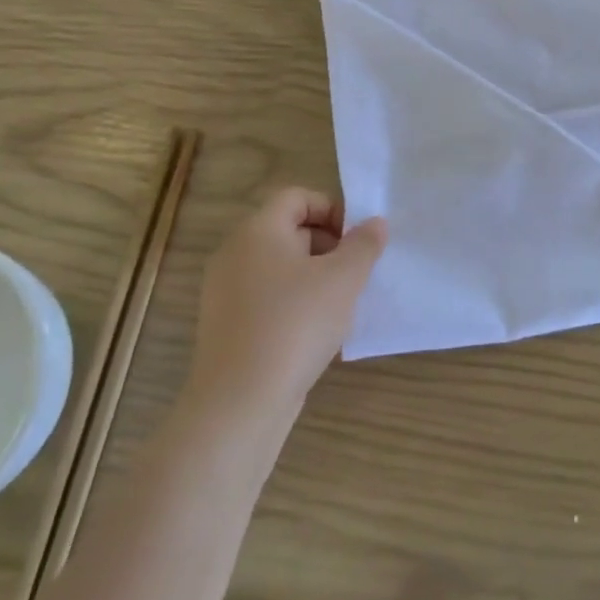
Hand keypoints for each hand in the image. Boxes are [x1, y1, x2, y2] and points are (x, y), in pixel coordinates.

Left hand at [186, 189, 386, 416]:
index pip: (297, 197)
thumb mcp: (343, 279)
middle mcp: (234, 252)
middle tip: (354, 273)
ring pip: (279, 266)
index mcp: (258, 230)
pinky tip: (314, 332)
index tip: (357, 240)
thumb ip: (364, 245)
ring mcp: (225, 290)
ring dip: (314, 276)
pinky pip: (266, 297)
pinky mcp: (225, 324)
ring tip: (340, 305)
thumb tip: (375, 223)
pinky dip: (293, 303)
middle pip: (288, 229)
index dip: (332, 210)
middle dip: (328, 245)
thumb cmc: (295, 325)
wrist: (239, 402)